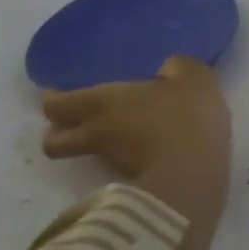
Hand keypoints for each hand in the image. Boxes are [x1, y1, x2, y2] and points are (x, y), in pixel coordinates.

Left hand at [41, 57, 231, 229]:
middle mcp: (97, 133)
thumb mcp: (191, 76)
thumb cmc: (184, 114)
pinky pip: (116, 167)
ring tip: (116, 135)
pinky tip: (146, 149)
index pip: (54, 105)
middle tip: (75, 122)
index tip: (60, 94)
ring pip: (86, 155)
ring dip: (92, 146)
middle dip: (58, 132)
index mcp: (101, 102)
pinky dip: (123, 159)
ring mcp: (113, 162)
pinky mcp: (134, 182)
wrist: (195, 171)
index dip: (53, 100)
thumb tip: (170, 69)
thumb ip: (177, 67)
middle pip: (53, 142)